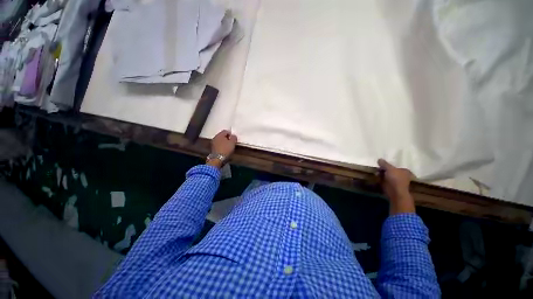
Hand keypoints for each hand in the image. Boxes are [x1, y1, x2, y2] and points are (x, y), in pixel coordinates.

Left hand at [207, 130, 237, 167]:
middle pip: (222, 135)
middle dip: (227, 138)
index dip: (230, 134)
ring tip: (228, 146)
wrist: (218, 158)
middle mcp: (215, 137)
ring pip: (220, 140)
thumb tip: (233, 136)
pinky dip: (221, 145)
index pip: (226, 131)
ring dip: (224, 142)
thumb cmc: (226, 149)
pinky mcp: (212, 148)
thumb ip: (234, 137)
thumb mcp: (233, 143)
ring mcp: (213, 143)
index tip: (234, 139)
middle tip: (231, 142)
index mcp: (220, 134)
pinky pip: (218, 144)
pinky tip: (224, 149)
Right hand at [377, 158, 415, 213]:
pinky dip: (380, 179)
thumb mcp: (389, 168)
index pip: (395, 166)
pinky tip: (376, 177)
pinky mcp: (390, 186)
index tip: (380, 164)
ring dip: (381, 174)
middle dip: (383, 170)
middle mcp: (401, 176)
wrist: (395, 192)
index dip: (388, 165)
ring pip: (386, 176)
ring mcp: (396, 182)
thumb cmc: (395, 179)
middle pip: (390, 171)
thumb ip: (384, 163)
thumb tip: (379, 159)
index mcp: (404, 171)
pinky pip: (384, 181)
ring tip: (375, 173)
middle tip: (377, 168)